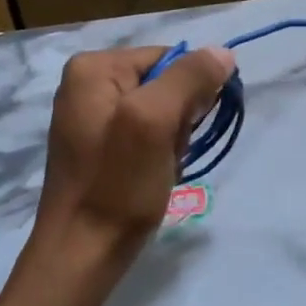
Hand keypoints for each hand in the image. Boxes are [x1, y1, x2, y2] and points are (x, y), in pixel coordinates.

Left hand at [34, 46, 236, 259]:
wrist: (82, 254)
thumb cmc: (117, 185)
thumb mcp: (155, 121)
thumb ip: (189, 78)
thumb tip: (223, 52)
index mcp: (92, 67)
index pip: (168, 58)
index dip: (189, 91)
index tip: (185, 129)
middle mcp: (86, 84)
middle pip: (164, 84)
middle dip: (178, 120)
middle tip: (165, 153)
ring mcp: (91, 117)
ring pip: (160, 113)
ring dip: (172, 141)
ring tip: (158, 168)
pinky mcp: (99, 147)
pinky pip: (145, 135)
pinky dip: (158, 155)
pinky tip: (150, 177)